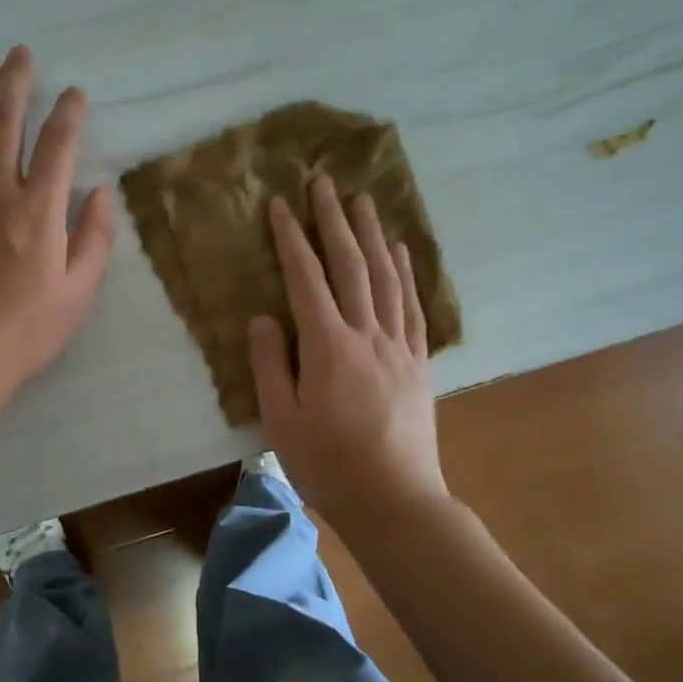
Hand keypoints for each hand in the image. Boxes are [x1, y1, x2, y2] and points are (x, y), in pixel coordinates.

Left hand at [0, 45, 114, 401]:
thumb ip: (95, 238)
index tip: (75, 94)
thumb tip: (103, 191)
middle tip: (20, 54)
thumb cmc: (27, 331)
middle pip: (5, 123)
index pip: (58, 146)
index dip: (69, 114)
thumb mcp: (80, 292)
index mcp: (39, 212)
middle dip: (16, 82)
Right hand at [248, 175, 450, 533]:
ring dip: (373, 234)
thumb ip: (270, 364)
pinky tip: (401, 251)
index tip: (281, 204)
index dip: (291, 238)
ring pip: (385, 277)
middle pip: (350, 265)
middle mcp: (366, 334)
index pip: (306, 279)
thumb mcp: (281, 419)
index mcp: (327, 347)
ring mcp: (398, 345)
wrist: (395, 500)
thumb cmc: (328, 463)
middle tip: (325, 181)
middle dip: (334, 220)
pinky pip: (412, 305)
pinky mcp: (418, 361)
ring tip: (364, 200)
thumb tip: (264, 317)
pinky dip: (406, 272)